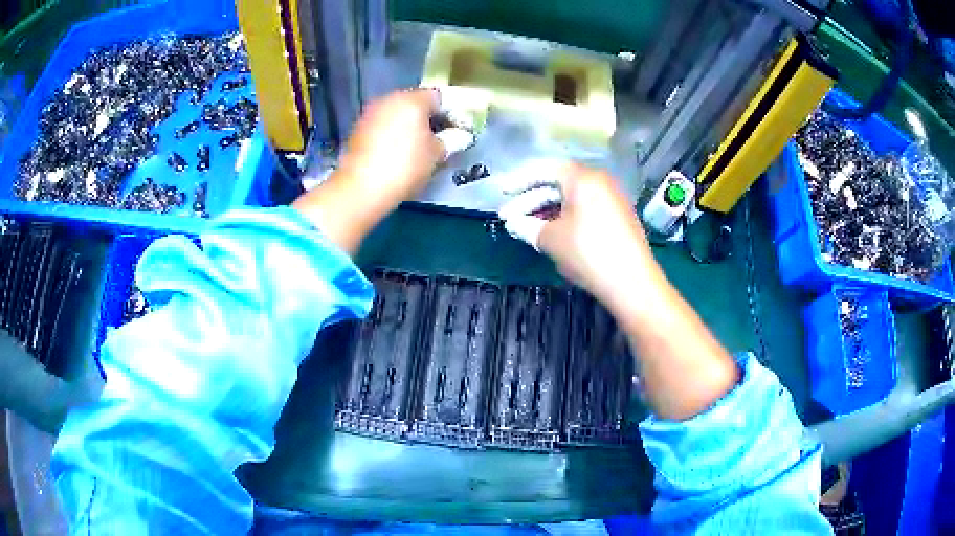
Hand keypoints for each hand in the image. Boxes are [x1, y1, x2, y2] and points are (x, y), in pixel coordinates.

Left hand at [293, 89, 471, 252]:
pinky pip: (383, 126)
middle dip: (430, 119)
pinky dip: (393, 135)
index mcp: (412, 100)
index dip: (453, 113)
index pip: (439, 97)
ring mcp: (370, 113)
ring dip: (410, 127)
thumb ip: (452, 140)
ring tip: (421, 148)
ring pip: (398, 115)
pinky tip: (399, 153)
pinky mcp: (358, 130)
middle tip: (442, 139)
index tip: (460, 130)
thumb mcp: (437, 154)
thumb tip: (459, 136)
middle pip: (416, 103)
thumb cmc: (405, 166)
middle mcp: (389, 99)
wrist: (361, 188)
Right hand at [499, 161, 661, 308]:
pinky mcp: (618, 218)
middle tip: (509, 217)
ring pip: (572, 199)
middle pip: (559, 183)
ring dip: (547, 211)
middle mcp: (599, 182)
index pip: (545, 168)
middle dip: (531, 199)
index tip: (503, 192)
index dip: (520, 179)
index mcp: (583, 178)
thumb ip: (528, 227)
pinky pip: (585, 210)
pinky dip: (566, 218)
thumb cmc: (588, 252)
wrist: (632, 282)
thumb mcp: (551, 239)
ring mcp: (612, 200)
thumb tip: (514, 224)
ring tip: (527, 228)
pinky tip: (552, 234)